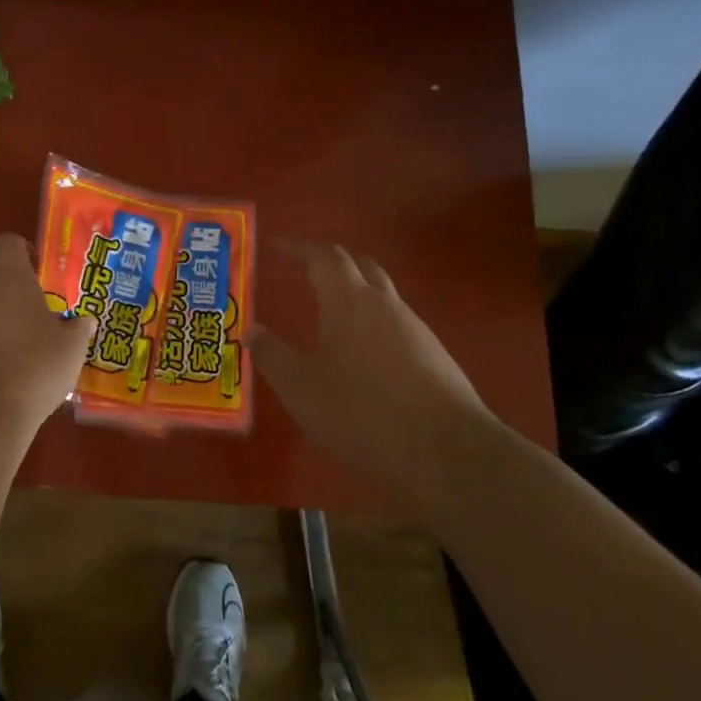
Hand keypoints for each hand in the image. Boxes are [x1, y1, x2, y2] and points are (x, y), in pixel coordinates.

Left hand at [0, 233, 97, 431]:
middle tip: (38, 309)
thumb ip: (78, 329)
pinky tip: (2, 369)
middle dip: (11, 286)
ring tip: (23, 344)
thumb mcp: (71, 348)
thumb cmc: (34, 365)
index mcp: (8, 276)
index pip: (7, 242)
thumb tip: (85, 321)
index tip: (40, 269)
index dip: (22, 250)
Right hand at [250, 242, 492, 490]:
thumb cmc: (362, 412)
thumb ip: (272, 355)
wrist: (448, 453)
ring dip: (354, 294)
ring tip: (328, 316)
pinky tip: (362, 356)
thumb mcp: (301, 388)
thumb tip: (252, 330)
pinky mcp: (434, 358)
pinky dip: (372, 325)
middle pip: (359, 266)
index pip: (323, 257)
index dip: (298, 248)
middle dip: (330, 262)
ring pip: (381, 296)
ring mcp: (415, 330)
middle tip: (303, 271)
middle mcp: (385, 305)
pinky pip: (396, 326)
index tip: (275, 247)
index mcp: (349, 301)